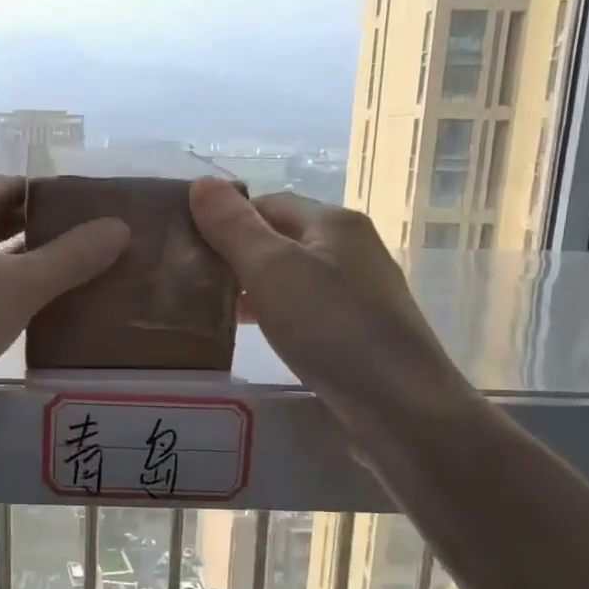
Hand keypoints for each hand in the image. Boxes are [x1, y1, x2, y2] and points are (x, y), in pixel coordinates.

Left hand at [0, 175, 128, 427]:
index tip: (95, 217)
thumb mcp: (21, 285)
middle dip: (46, 233)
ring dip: (28, 265)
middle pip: (2, 218)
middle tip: (95, 250)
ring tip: (78, 281)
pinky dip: (6, 291)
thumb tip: (120, 227)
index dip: (56, 198)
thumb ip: (73, 256)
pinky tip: (38, 313)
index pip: (16, 185)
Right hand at [188, 177, 473, 429]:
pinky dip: (277, 313)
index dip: (226, 220)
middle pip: (281, 238)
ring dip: (254, 287)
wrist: (400, 405)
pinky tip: (258, 335)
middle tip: (194, 283)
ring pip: (293, 276)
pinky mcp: (360, 329)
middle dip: (237, 255)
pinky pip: (307, 308)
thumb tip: (201, 183)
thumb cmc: (331, 328)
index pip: (267, 203)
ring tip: (216, 311)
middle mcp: (351, 247)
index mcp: (333, 222)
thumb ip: (234, 227)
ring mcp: (360, 290)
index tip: (188, 248)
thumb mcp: (271, 270)